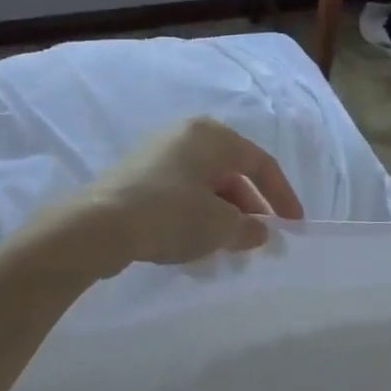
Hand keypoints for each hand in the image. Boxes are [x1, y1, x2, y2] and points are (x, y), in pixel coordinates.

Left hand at [73, 117, 302, 271]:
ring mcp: (158, 157)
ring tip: (229, 254)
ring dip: (223, 222)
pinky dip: (196, 221)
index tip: (294, 226)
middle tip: (259, 244)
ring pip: (205, 190)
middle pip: (232, 176)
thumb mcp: (220, 226)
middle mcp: (186, 137)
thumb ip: (249, 228)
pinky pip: (180, 198)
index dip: (282, 196)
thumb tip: (260, 232)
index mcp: (212, 136)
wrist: (97, 227)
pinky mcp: (137, 180)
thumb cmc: (171, 214)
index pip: (261, 163)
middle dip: (249, 213)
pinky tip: (197, 253)